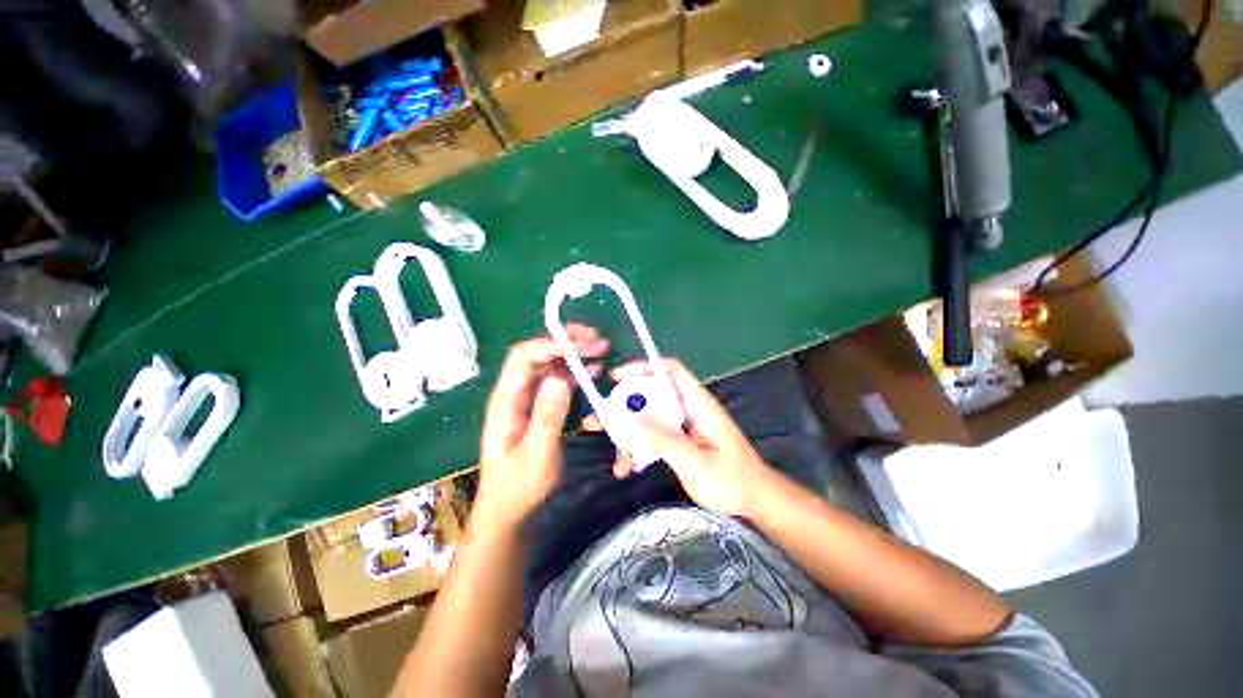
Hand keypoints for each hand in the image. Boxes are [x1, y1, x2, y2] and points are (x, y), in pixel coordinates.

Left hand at [475, 324, 608, 528]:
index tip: (581, 345)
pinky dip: (576, 372)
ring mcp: (527, 398)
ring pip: (550, 364)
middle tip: (596, 339)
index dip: (550, 344)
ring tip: (601, 349)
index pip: (523, 357)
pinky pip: (557, 380)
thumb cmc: (519, 485)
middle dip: (566, 342)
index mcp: (507, 400)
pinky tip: (594, 371)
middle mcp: (515, 392)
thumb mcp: (537, 455)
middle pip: (538, 354)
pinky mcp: (539, 406)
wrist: (509, 507)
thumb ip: (547, 417)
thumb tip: (560, 379)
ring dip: (574, 354)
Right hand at [612, 359, 772, 516]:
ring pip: (648, 418)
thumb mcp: (694, 462)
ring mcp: (683, 424)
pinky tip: (630, 468)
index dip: (643, 367)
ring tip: (617, 462)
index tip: (616, 379)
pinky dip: (640, 448)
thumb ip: (663, 438)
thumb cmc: (731, 480)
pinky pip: (654, 435)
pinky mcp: (680, 439)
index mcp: (698, 403)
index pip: (670, 370)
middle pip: (651, 396)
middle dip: (624, 408)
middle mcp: (688, 408)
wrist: (755, 502)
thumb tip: (627, 417)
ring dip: (629, 435)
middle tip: (597, 422)